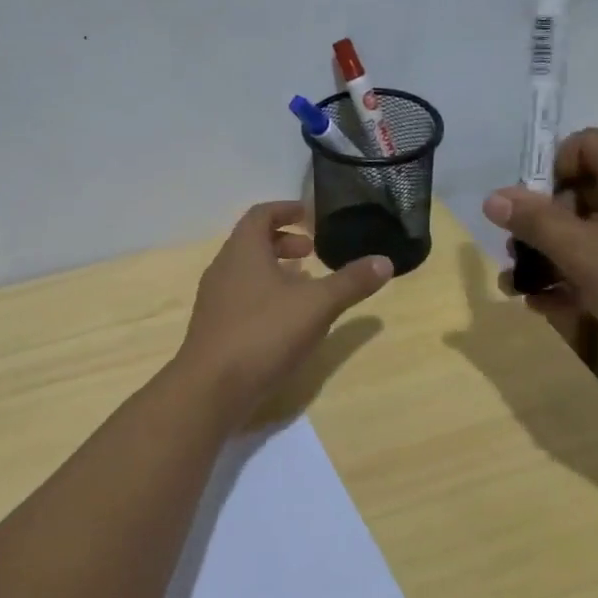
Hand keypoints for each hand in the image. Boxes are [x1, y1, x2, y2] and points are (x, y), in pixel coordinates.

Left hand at [175, 201, 393, 420]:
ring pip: (246, 271)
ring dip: (274, 271)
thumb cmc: (264, 333)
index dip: (285, 209)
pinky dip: (264, 296)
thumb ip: (351, 282)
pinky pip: (240, 297)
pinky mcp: (213, 326)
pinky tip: (285, 321)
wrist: (211, 387)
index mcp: (243, 250)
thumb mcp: (317, 305)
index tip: (309, 215)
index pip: (260, 214)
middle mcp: (223, 267)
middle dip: (283, 242)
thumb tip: (385, 261)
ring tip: (304, 286)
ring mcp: (214, 299)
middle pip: (252, 242)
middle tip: (312, 252)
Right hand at [482, 129, 597, 389]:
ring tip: (526, 294)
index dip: (544, 174)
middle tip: (518, 261)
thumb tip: (494, 197)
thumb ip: (536, 223)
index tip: (525, 216)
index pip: (580, 144)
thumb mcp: (585, 255)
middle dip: (543, 227)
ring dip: (560, 259)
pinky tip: (559, 309)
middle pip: (586, 191)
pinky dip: (592, 277)